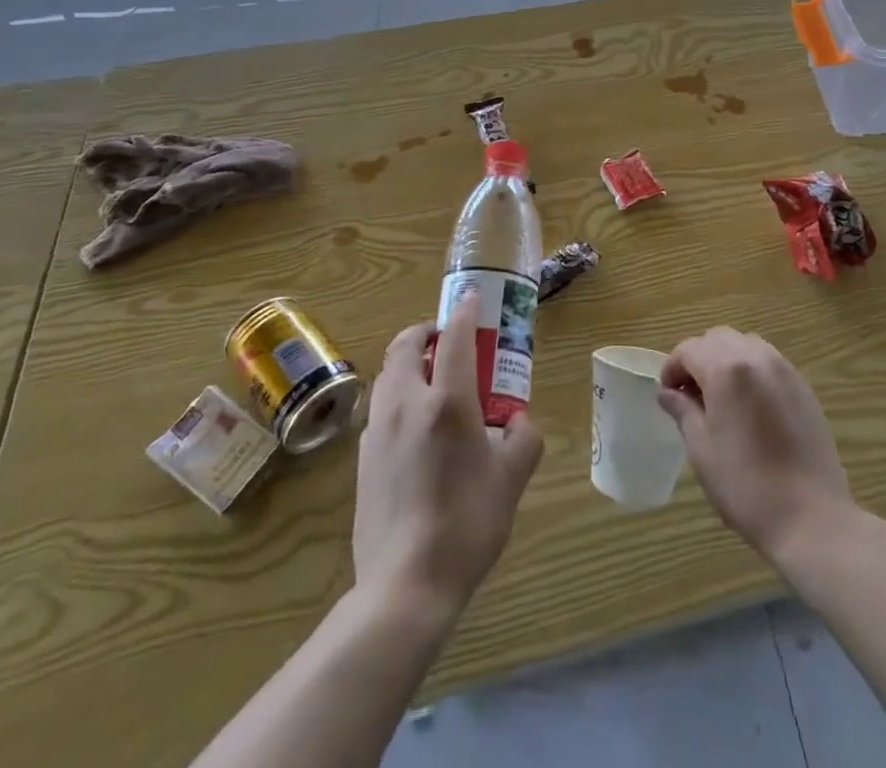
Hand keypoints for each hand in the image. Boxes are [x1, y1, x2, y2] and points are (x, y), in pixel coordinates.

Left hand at [352, 290, 543, 622]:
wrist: (404, 587)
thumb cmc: (466, 525)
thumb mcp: (511, 480)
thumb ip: (523, 439)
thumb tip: (519, 422)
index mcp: (447, 401)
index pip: (456, 337)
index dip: (466, 312)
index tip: (473, 298)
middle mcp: (407, 403)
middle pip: (407, 345)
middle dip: (427, 331)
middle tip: (449, 341)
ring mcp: (378, 430)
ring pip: (388, 374)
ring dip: (409, 361)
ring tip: (433, 379)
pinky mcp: (362, 457)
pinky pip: (380, 407)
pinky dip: (398, 395)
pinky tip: (416, 426)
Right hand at [658, 327, 854, 563]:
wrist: (811, 517)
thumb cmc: (745, 485)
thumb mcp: (702, 449)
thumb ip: (683, 411)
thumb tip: (668, 392)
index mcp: (726, 369)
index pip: (689, 349)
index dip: (672, 367)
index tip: (667, 394)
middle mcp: (756, 357)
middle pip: (717, 339)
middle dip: (698, 358)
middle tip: (690, 394)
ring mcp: (784, 369)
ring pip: (745, 345)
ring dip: (726, 360)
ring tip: (720, 398)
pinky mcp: (803, 386)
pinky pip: (769, 362)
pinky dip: (751, 371)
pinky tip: (750, 407)